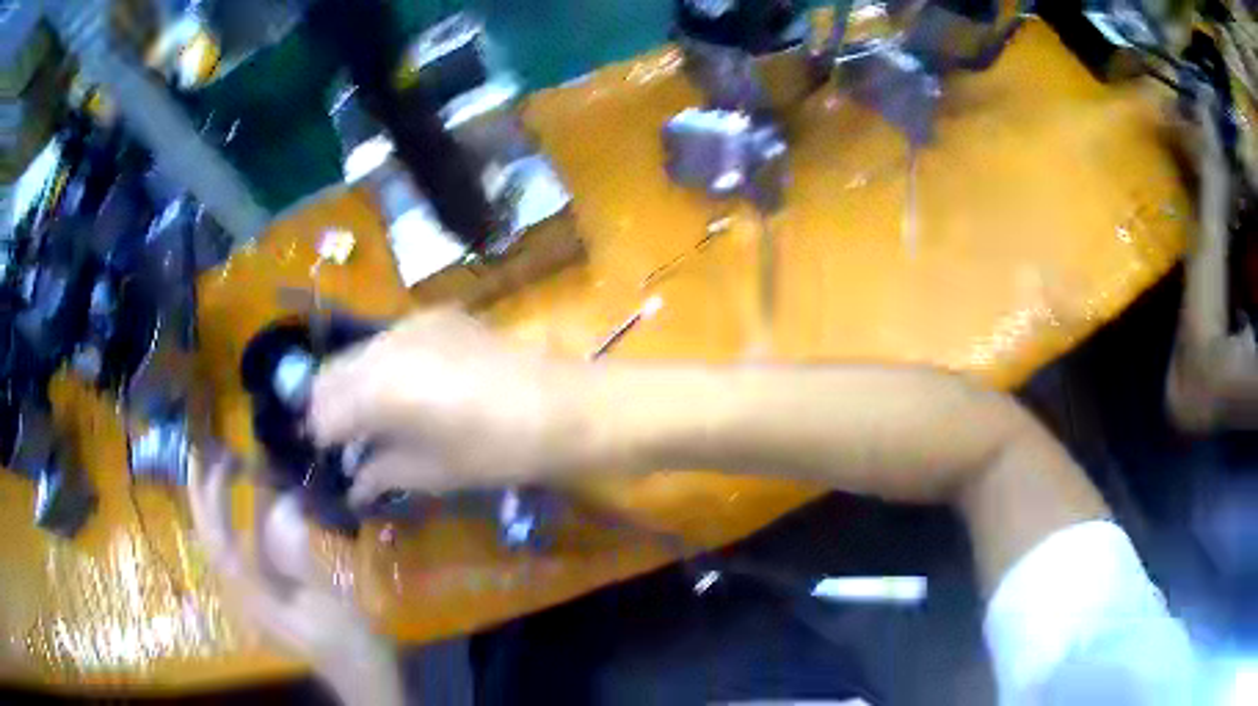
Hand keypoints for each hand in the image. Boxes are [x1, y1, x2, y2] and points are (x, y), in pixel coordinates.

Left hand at [187, 451, 402, 705]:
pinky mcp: (270, 587)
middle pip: (212, 539)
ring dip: (217, 502)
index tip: (212, 460)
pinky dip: (241, 516)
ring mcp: (256, 591)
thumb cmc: (350, 646)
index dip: (210, 501)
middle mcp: (245, 592)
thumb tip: (283, 506)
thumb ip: (301, 560)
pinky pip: (245, 545)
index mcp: (256, 600)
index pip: (219, 544)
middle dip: (203, 495)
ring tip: (222, 462)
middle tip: (205, 450)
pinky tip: (252, 495)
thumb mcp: (330, 606)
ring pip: (223, 539)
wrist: (362, 675)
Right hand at [309, 309, 589, 505]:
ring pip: (356, 354)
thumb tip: (352, 483)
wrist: (561, 406)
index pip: (323, 412)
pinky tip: (401, 390)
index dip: (321, 440)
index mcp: (377, 390)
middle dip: (327, 409)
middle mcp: (384, 346)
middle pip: (330, 375)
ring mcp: (410, 323)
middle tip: (342, 441)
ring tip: (369, 418)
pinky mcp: (435, 315)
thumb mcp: (431, 472)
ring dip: (351, 386)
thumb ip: (380, 472)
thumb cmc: (496, 451)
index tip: (328, 459)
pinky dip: (379, 366)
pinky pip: (387, 340)